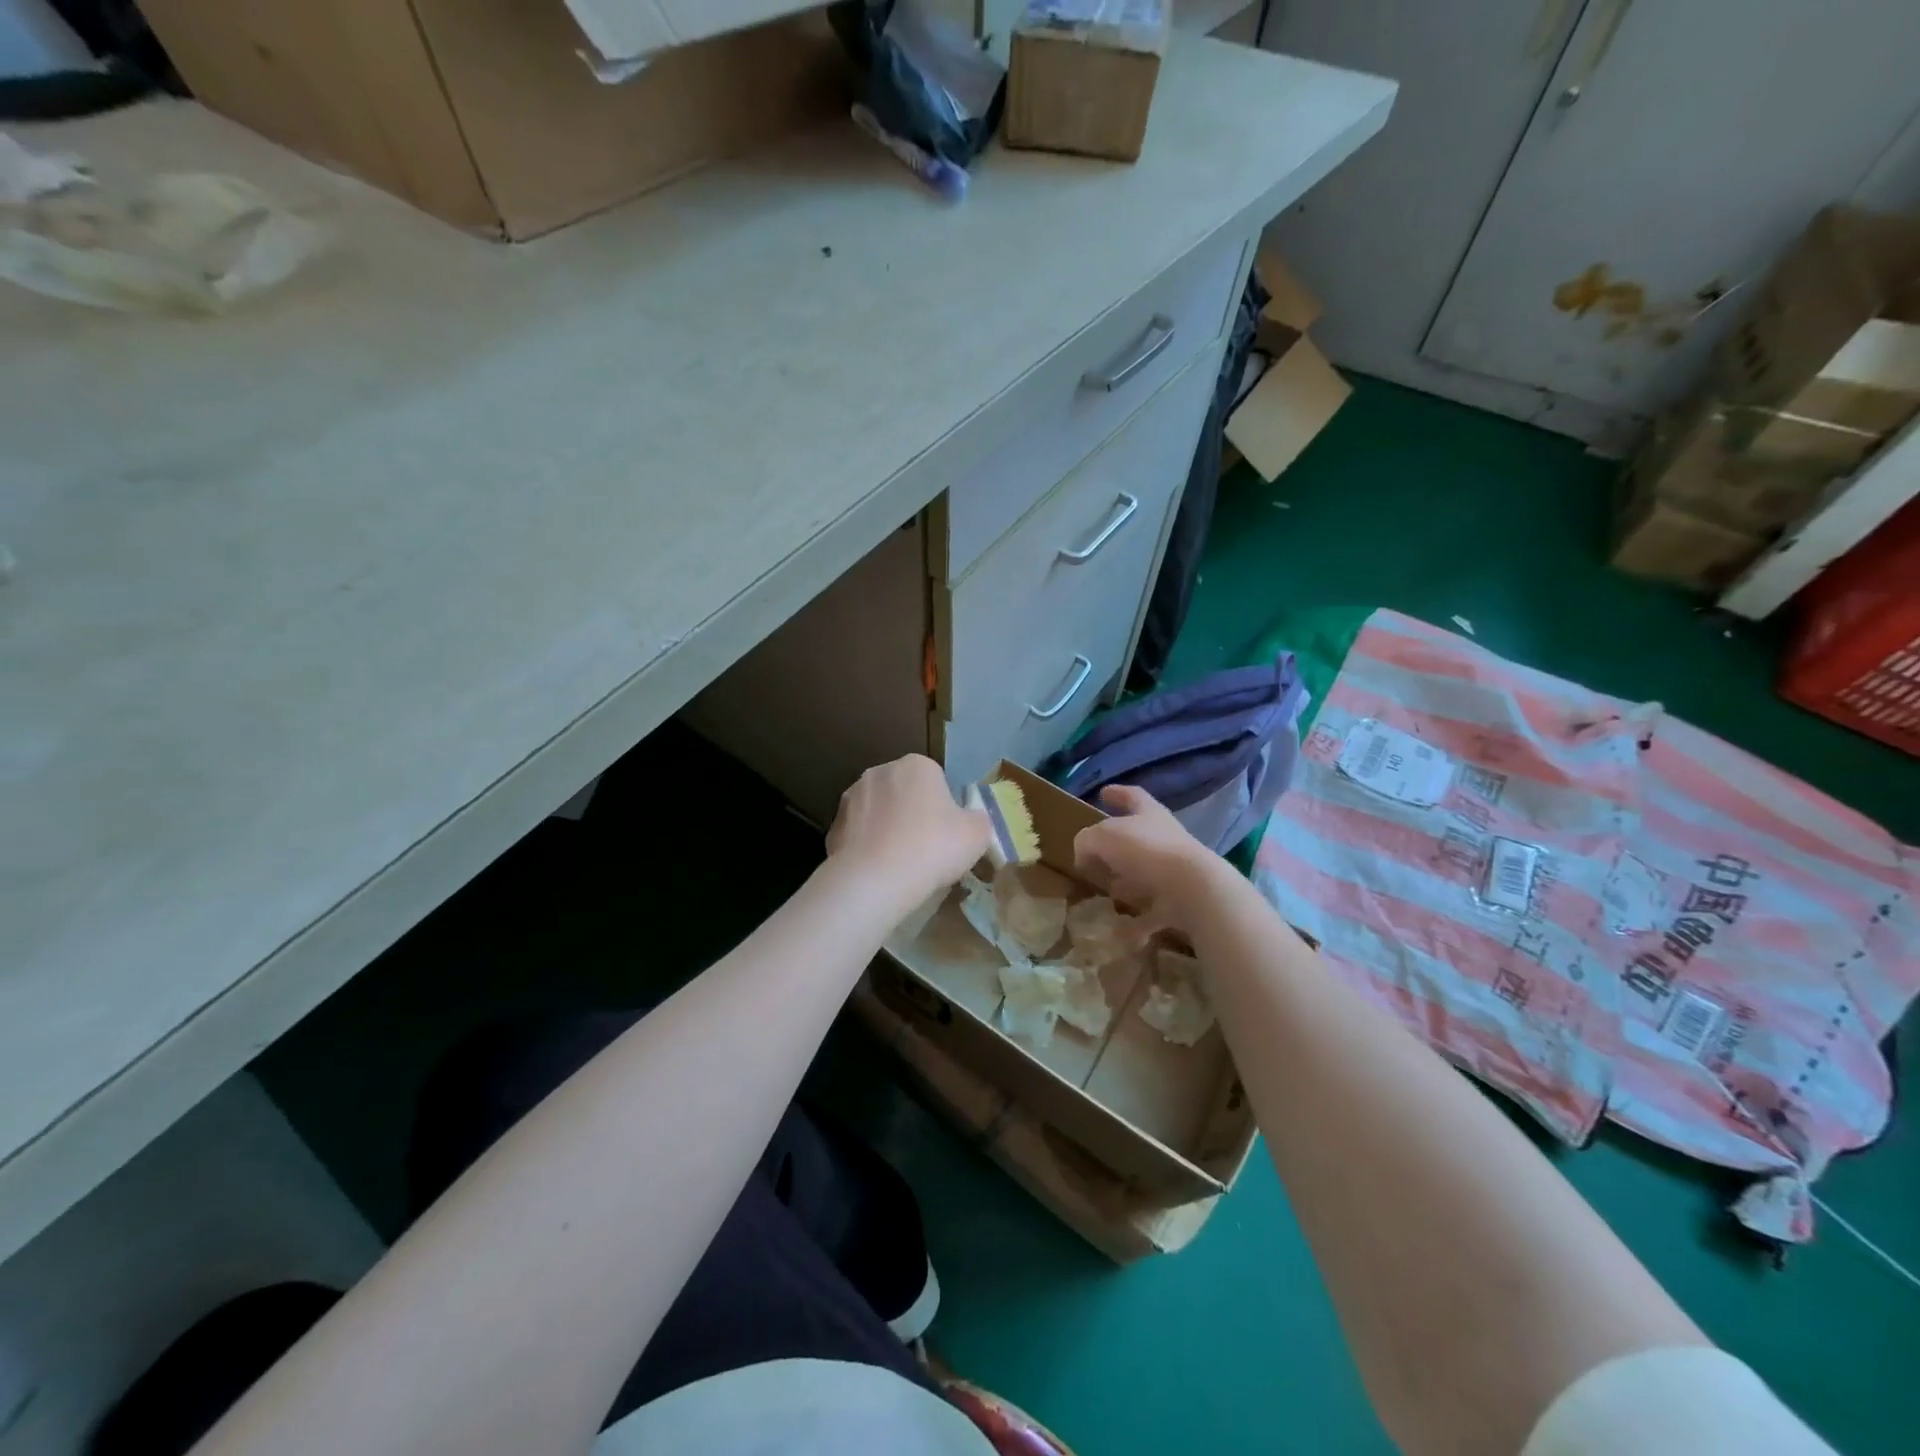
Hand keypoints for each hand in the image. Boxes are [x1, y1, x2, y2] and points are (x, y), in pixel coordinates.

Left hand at [827, 755, 992, 905]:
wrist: (875, 880)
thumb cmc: (932, 848)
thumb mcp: (977, 835)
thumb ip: (978, 820)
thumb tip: (970, 820)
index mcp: (916, 765)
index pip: (936, 780)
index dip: (944, 808)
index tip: (947, 835)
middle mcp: (880, 772)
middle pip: (904, 793)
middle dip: (913, 815)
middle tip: (926, 850)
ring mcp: (851, 798)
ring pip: (879, 813)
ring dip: (888, 830)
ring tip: (900, 864)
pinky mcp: (833, 826)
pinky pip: (859, 835)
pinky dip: (868, 849)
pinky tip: (878, 872)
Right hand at [1073, 784, 1224, 933]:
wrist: (1194, 890)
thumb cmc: (1146, 851)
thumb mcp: (1102, 838)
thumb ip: (1086, 841)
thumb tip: (1083, 854)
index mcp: (1149, 815)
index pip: (1132, 796)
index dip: (1117, 794)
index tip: (1103, 793)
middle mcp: (1165, 838)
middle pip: (1139, 837)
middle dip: (1118, 846)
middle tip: (1096, 855)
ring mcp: (1175, 871)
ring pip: (1146, 874)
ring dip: (1127, 882)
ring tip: (1107, 892)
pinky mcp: (1180, 902)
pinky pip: (1153, 911)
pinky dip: (1137, 922)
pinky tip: (1118, 933)